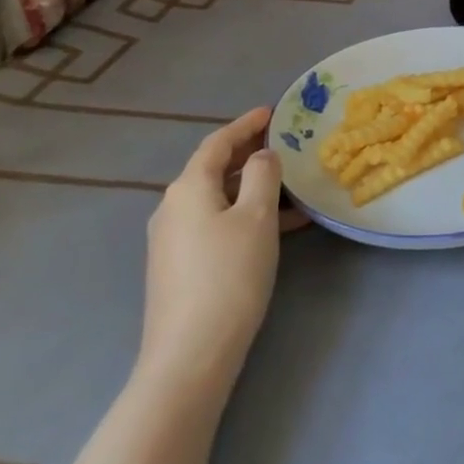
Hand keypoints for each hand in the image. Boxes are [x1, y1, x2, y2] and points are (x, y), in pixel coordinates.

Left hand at [139, 107, 305, 393]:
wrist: (191, 351)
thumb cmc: (230, 274)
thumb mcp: (257, 217)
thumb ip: (263, 176)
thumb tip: (263, 156)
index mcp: (188, 188)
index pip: (218, 143)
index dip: (245, 124)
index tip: (272, 111)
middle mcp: (172, 207)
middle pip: (213, 168)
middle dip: (249, 153)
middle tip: (284, 142)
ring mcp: (172, 238)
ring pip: (217, 197)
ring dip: (251, 186)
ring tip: (292, 185)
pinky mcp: (179, 265)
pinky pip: (215, 222)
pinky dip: (244, 213)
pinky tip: (277, 227)